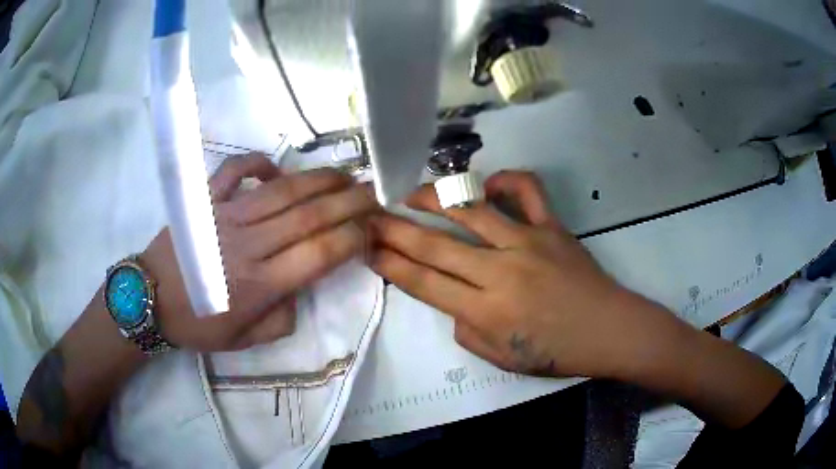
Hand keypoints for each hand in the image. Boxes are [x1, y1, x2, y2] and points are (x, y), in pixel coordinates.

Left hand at [143, 154, 376, 351]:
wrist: (150, 299)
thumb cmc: (198, 324)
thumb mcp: (245, 341)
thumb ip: (282, 319)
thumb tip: (299, 287)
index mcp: (260, 285)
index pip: (319, 254)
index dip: (351, 237)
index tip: (371, 228)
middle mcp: (248, 245)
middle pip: (308, 216)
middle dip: (349, 202)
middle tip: (374, 191)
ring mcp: (225, 216)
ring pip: (281, 190)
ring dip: (319, 180)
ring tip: (346, 175)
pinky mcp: (205, 200)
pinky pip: (235, 171)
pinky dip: (258, 164)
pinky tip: (276, 171)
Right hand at [368, 171, 676, 378]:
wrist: (610, 331)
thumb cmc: (558, 352)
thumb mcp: (502, 358)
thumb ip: (467, 331)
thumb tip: (451, 300)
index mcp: (486, 312)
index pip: (423, 282)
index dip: (390, 264)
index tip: (367, 247)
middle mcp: (500, 272)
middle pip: (435, 245)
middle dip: (395, 230)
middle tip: (370, 216)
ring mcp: (527, 242)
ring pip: (471, 209)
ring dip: (434, 198)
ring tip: (411, 194)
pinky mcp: (552, 226)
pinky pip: (527, 190)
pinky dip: (505, 179)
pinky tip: (488, 184)